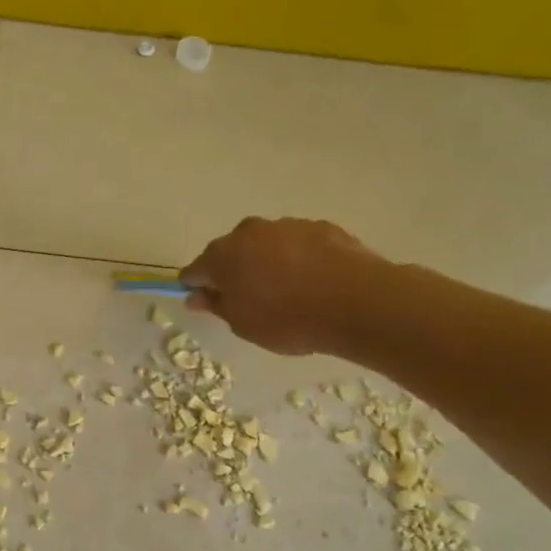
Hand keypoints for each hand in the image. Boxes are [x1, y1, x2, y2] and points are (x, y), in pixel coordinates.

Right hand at [179, 217, 384, 355]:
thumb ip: (217, 305)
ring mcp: (286, 225)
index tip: (204, 302)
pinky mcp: (320, 227)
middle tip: (248, 299)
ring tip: (287, 292)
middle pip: (230, 252)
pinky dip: (298, 259)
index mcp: (222, 256)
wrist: (355, 301)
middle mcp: (249, 232)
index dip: (196, 286)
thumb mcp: (242, 324)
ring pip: (265, 244)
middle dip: (233, 270)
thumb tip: (196, 295)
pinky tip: (313, 282)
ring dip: (266, 262)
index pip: (195, 270)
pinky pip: (298, 244)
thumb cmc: (286, 319)